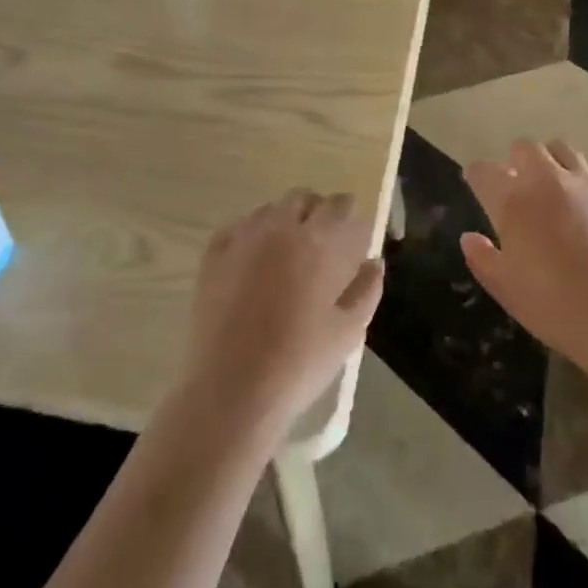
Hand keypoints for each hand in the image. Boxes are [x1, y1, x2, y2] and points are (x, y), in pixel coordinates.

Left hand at [177, 190, 384, 448]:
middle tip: (321, 239)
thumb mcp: (348, 331)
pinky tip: (252, 259)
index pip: (338, 204)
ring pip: (268, 210)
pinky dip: (250, 234)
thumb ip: (367, 289)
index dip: (348, 212)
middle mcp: (279, 227)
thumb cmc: (299, 362)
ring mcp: (242, 238)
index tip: (352, 227)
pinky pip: (237, 228)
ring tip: (286, 251)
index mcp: (317, 240)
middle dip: (315, 210)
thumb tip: (374, 261)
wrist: (232, 389)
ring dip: (283, 220)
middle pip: (301, 198)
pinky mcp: (213, 256)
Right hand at [461, 139, 587, 368]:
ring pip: (563, 148)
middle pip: (524, 147)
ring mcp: (587, 180)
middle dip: (517, 160)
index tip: (478, 184)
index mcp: (512, 203)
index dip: (477, 175)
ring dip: (554, 161)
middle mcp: (546, 180)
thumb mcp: (506, 290)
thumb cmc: (555, 307)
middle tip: (520, 182)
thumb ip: (482, 259)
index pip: (483, 172)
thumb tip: (468, 236)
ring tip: (558, 183)